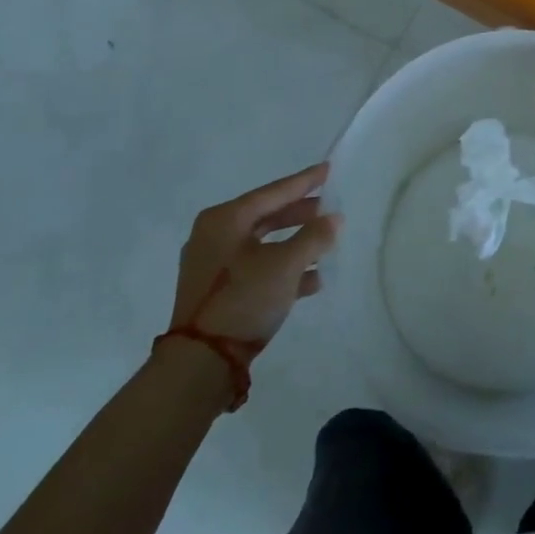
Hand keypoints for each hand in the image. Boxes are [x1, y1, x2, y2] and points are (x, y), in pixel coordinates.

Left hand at [169, 162, 338, 347]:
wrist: (200, 364)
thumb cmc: (243, 299)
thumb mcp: (286, 265)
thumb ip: (314, 237)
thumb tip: (335, 219)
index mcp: (225, 220)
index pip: (273, 192)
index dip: (304, 182)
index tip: (328, 170)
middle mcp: (215, 235)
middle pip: (267, 216)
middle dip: (300, 214)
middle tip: (329, 208)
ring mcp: (213, 265)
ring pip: (264, 244)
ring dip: (295, 244)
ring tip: (326, 244)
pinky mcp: (216, 292)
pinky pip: (257, 268)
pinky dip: (282, 268)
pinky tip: (312, 279)